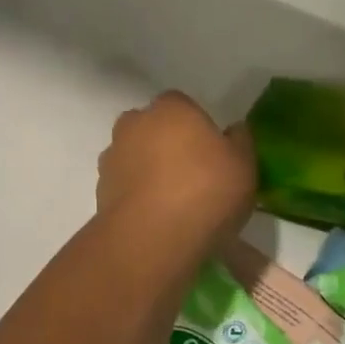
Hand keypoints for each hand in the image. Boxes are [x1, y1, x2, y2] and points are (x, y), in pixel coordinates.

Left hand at [97, 91, 254, 249]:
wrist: (153, 238)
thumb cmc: (206, 191)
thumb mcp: (245, 165)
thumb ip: (240, 142)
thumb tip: (233, 131)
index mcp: (171, 108)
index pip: (183, 105)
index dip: (198, 126)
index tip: (212, 153)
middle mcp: (135, 124)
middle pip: (154, 129)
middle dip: (169, 146)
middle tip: (193, 176)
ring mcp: (113, 158)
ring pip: (136, 158)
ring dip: (150, 173)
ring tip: (175, 205)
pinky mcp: (100, 192)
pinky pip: (127, 188)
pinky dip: (139, 198)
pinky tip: (158, 221)